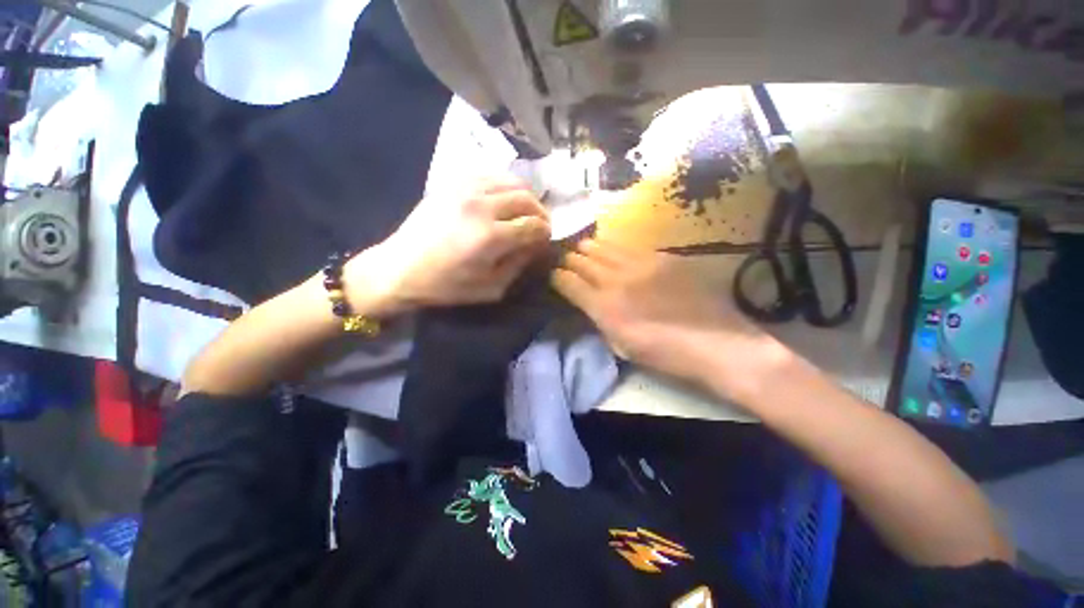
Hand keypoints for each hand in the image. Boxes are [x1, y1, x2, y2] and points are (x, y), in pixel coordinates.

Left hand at [346, 177, 550, 315]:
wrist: (400, 268)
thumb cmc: (446, 286)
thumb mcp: (491, 288)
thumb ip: (519, 264)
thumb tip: (537, 245)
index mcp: (490, 237)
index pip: (534, 225)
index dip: (546, 232)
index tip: (546, 240)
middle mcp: (481, 206)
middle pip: (526, 198)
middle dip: (541, 212)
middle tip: (540, 226)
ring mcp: (465, 189)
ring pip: (512, 181)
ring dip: (526, 197)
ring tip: (525, 212)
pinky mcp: (452, 183)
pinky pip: (490, 175)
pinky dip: (505, 186)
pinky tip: (504, 200)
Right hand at [551, 239, 771, 392]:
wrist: (717, 344)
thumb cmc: (665, 354)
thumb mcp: (621, 346)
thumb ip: (601, 320)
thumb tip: (589, 303)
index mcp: (604, 306)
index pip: (569, 283)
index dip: (557, 277)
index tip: (553, 275)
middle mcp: (617, 279)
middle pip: (584, 260)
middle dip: (570, 259)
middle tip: (565, 257)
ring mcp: (641, 264)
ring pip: (605, 248)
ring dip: (590, 248)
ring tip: (583, 246)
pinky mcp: (663, 257)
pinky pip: (631, 247)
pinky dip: (615, 247)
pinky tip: (613, 248)